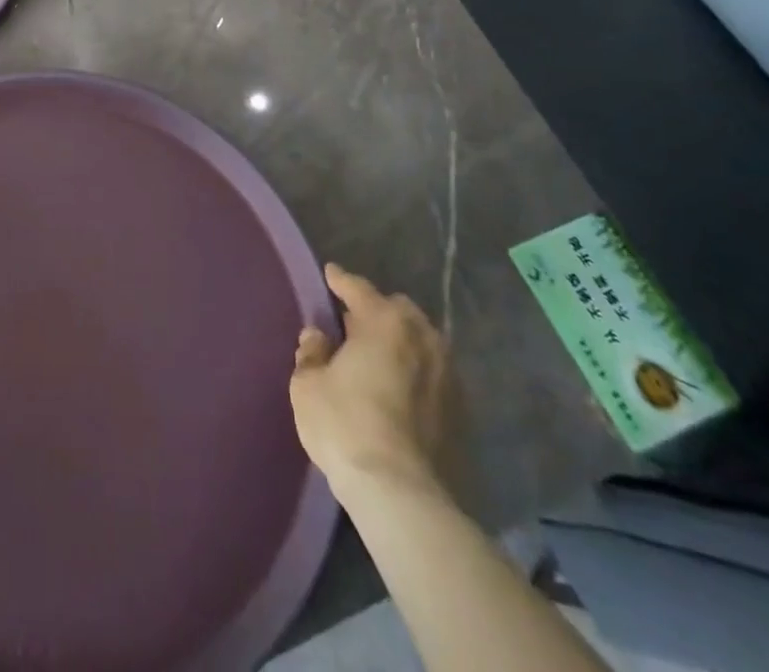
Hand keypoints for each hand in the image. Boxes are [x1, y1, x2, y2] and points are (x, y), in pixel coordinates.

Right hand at [290, 264, 447, 493]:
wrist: (401, 495)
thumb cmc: (345, 425)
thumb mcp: (308, 385)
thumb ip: (312, 353)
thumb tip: (318, 337)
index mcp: (385, 322)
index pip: (358, 288)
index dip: (340, 280)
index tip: (330, 273)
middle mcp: (423, 338)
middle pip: (398, 311)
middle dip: (377, 311)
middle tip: (353, 323)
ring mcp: (448, 376)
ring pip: (421, 342)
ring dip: (400, 342)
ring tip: (378, 356)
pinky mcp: (461, 413)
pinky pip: (432, 374)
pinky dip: (415, 372)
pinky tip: (398, 387)